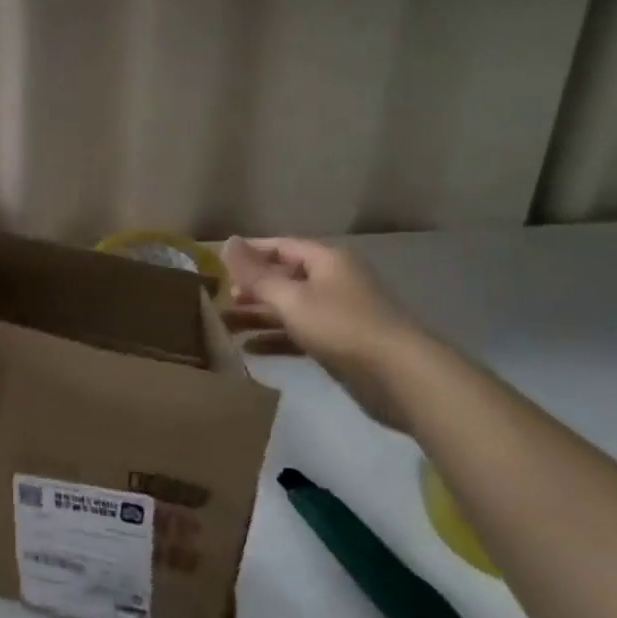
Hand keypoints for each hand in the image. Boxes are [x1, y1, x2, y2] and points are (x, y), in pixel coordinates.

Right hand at [222, 236, 412, 386]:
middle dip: (251, 288)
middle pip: (284, 277)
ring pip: (289, 308)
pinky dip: (275, 338)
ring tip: (225, 325)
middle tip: (219, 299)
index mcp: (325, 260)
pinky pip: (299, 333)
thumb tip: (228, 242)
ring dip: (258, 315)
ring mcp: (337, 313)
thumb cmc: (340, 325)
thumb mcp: (291, 298)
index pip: (281, 246)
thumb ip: (256, 274)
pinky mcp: (339, 343)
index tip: (218, 262)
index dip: (250, 252)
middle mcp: (332, 281)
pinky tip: (249, 349)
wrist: (398, 375)